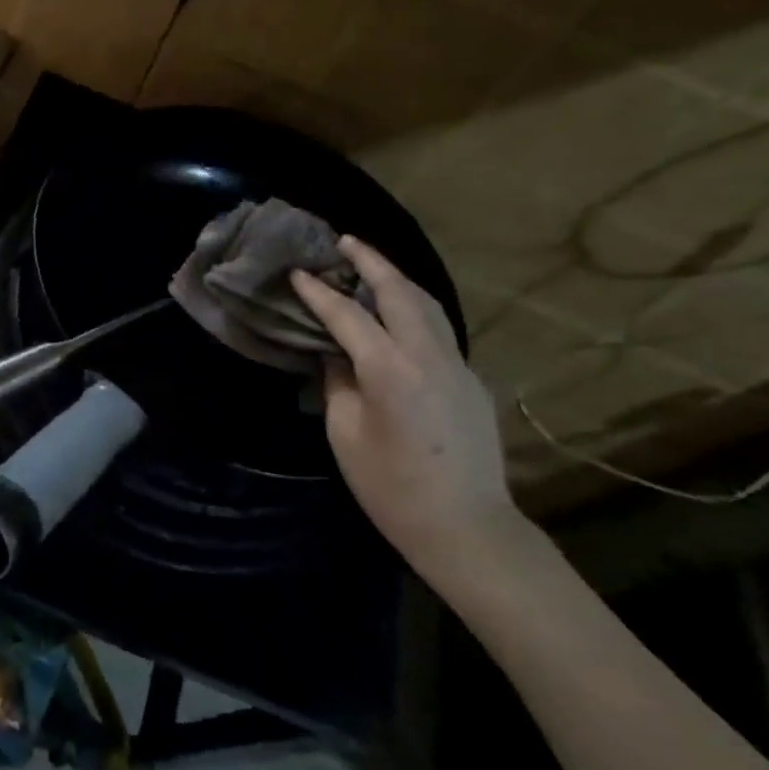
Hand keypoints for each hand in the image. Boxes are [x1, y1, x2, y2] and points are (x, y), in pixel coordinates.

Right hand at [290, 238, 523, 576]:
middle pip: (399, 291)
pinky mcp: (470, 380)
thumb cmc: (391, 487)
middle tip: (344, 242)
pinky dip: (414, 309)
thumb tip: (337, 353)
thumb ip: (339, 383)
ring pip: (428, 304)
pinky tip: (398, 317)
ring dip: (397, 279)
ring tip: (371, 266)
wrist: (466, 527)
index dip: (319, 292)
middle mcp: (428, 355)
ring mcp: (457, 365)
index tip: (297, 272)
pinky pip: (439, 330)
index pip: (348, 315)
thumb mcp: (345, 434)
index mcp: (390, 369)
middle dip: (370, 261)